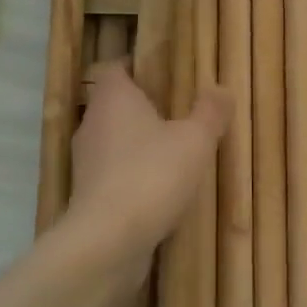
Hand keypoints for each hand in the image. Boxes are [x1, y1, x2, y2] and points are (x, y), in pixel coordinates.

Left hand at [66, 63, 229, 259]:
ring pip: (112, 141)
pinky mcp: (87, 196)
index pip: (114, 69)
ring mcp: (85, 162)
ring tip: (171, 152)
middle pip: (112, 105)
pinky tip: (158, 189)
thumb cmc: (152, 175)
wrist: (109, 240)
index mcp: (113, 99)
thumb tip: (221, 88)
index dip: (134, 66)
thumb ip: (209, 112)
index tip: (161, 72)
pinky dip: (131, 176)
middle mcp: (92, 124)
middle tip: (176, 113)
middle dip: (141, 108)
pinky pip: (112, 174)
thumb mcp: (195, 140)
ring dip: (136, 145)